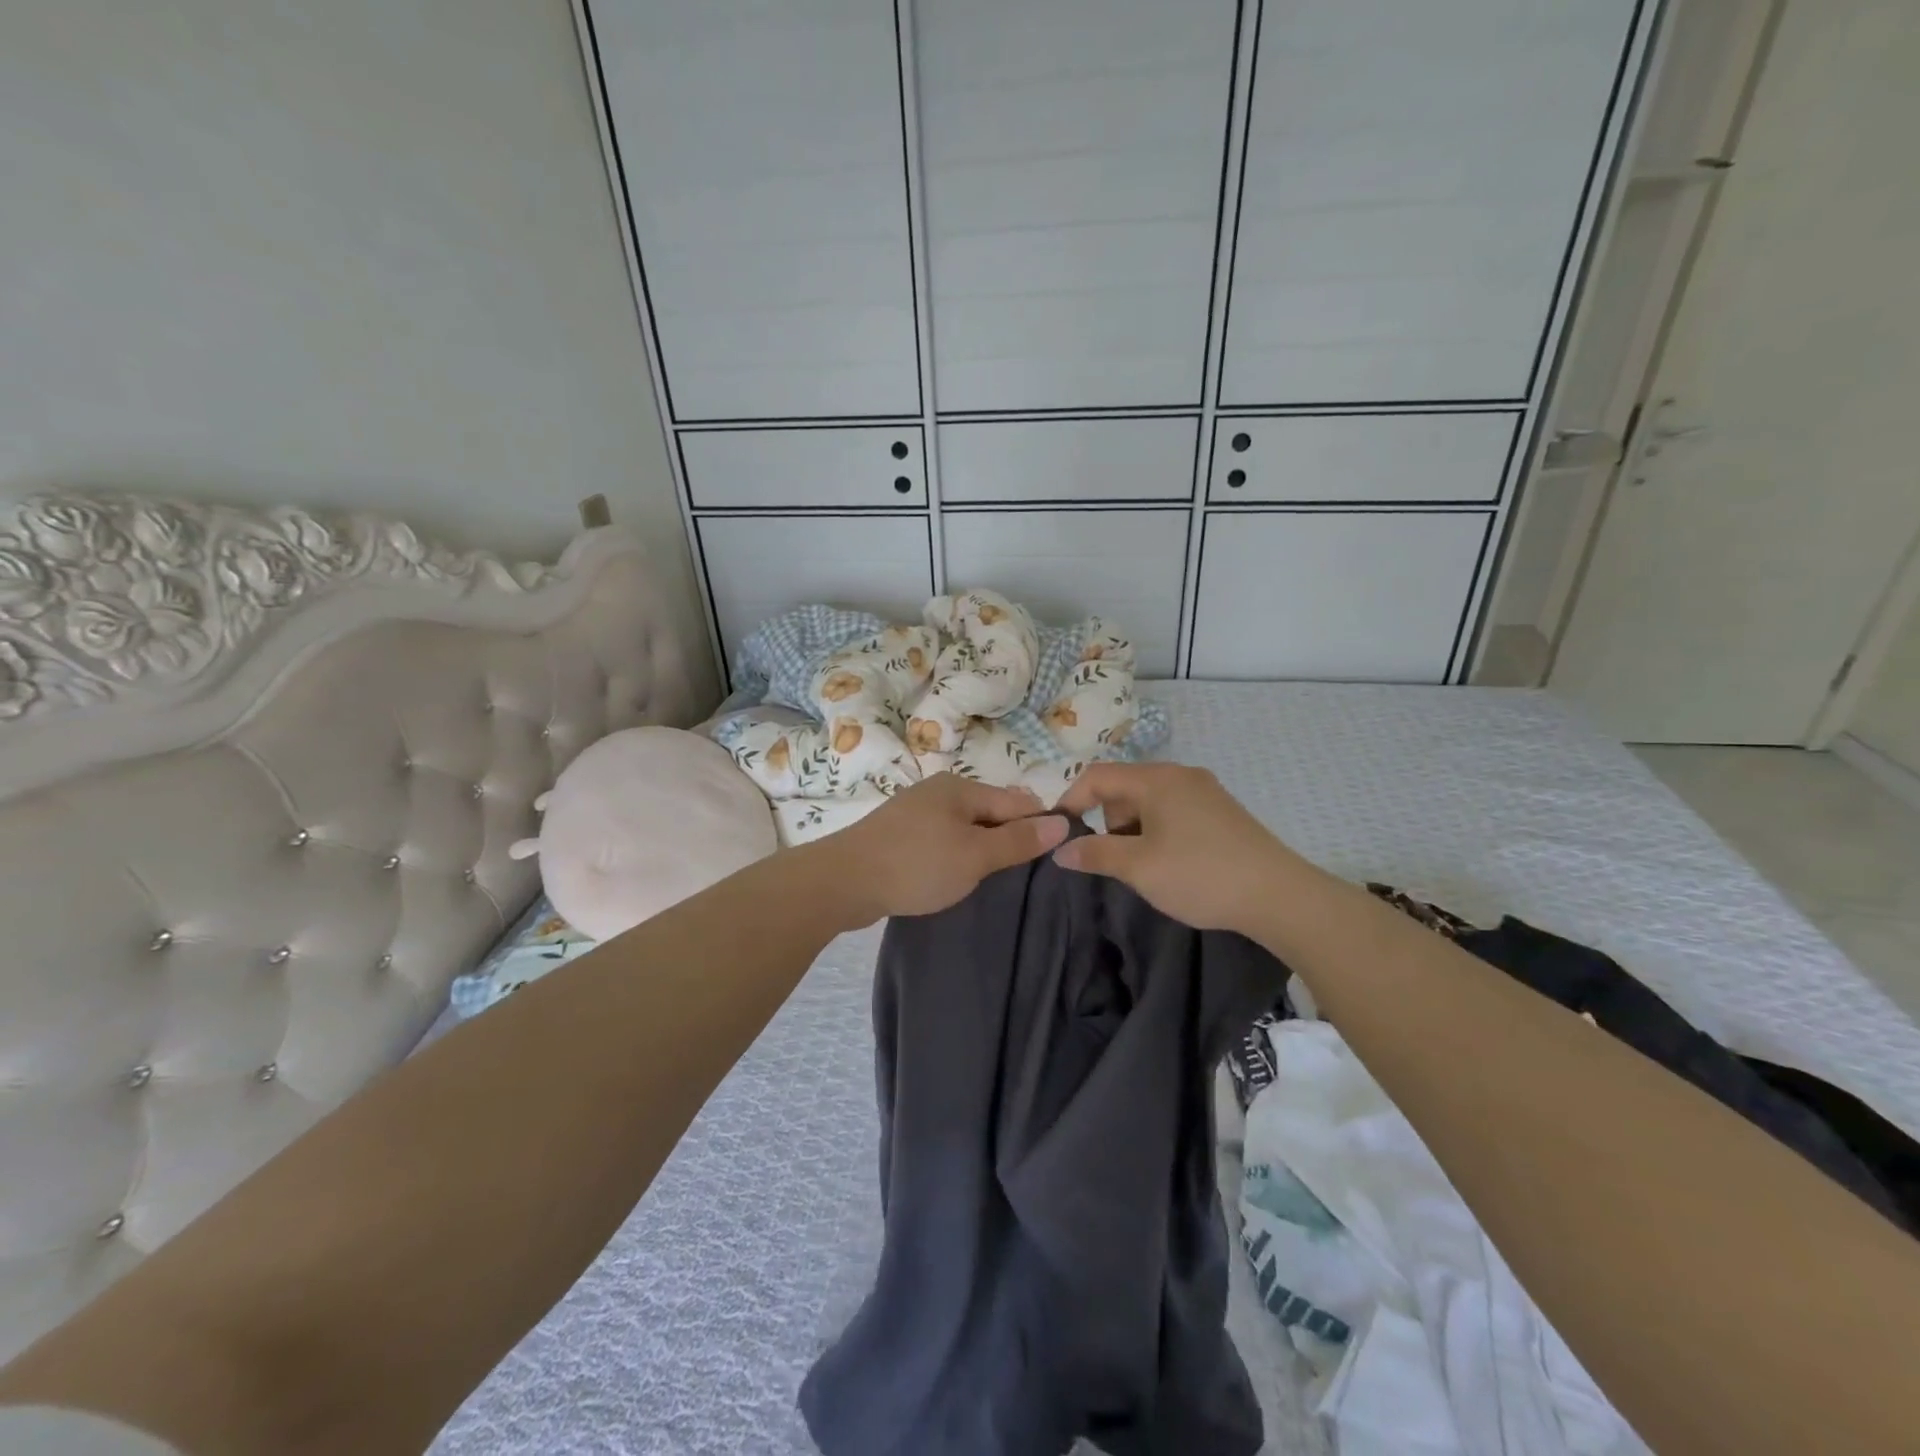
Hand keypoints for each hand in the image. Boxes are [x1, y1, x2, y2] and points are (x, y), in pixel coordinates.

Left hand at [824, 773, 1067, 923]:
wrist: (843, 881)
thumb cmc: (916, 865)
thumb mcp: (975, 855)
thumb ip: (1018, 840)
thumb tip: (1062, 822)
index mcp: (961, 788)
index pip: (1017, 801)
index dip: (1040, 824)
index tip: (1058, 855)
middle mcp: (939, 792)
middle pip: (991, 811)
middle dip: (1011, 837)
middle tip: (1028, 873)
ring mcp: (916, 812)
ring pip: (966, 827)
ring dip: (983, 848)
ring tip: (997, 878)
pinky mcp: (900, 835)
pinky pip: (943, 839)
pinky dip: (957, 854)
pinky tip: (958, 875)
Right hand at [1053, 762, 1315, 932]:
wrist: (1279, 896)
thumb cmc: (1200, 875)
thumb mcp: (1138, 868)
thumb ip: (1095, 854)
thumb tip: (1060, 850)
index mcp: (1157, 779)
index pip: (1097, 776)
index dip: (1071, 800)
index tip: (1060, 833)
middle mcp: (1180, 775)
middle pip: (1124, 787)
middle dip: (1107, 820)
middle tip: (1113, 859)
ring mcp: (1205, 791)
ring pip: (1149, 802)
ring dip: (1134, 829)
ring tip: (1145, 867)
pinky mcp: (1221, 811)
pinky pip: (1174, 811)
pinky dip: (1158, 831)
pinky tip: (1172, 864)